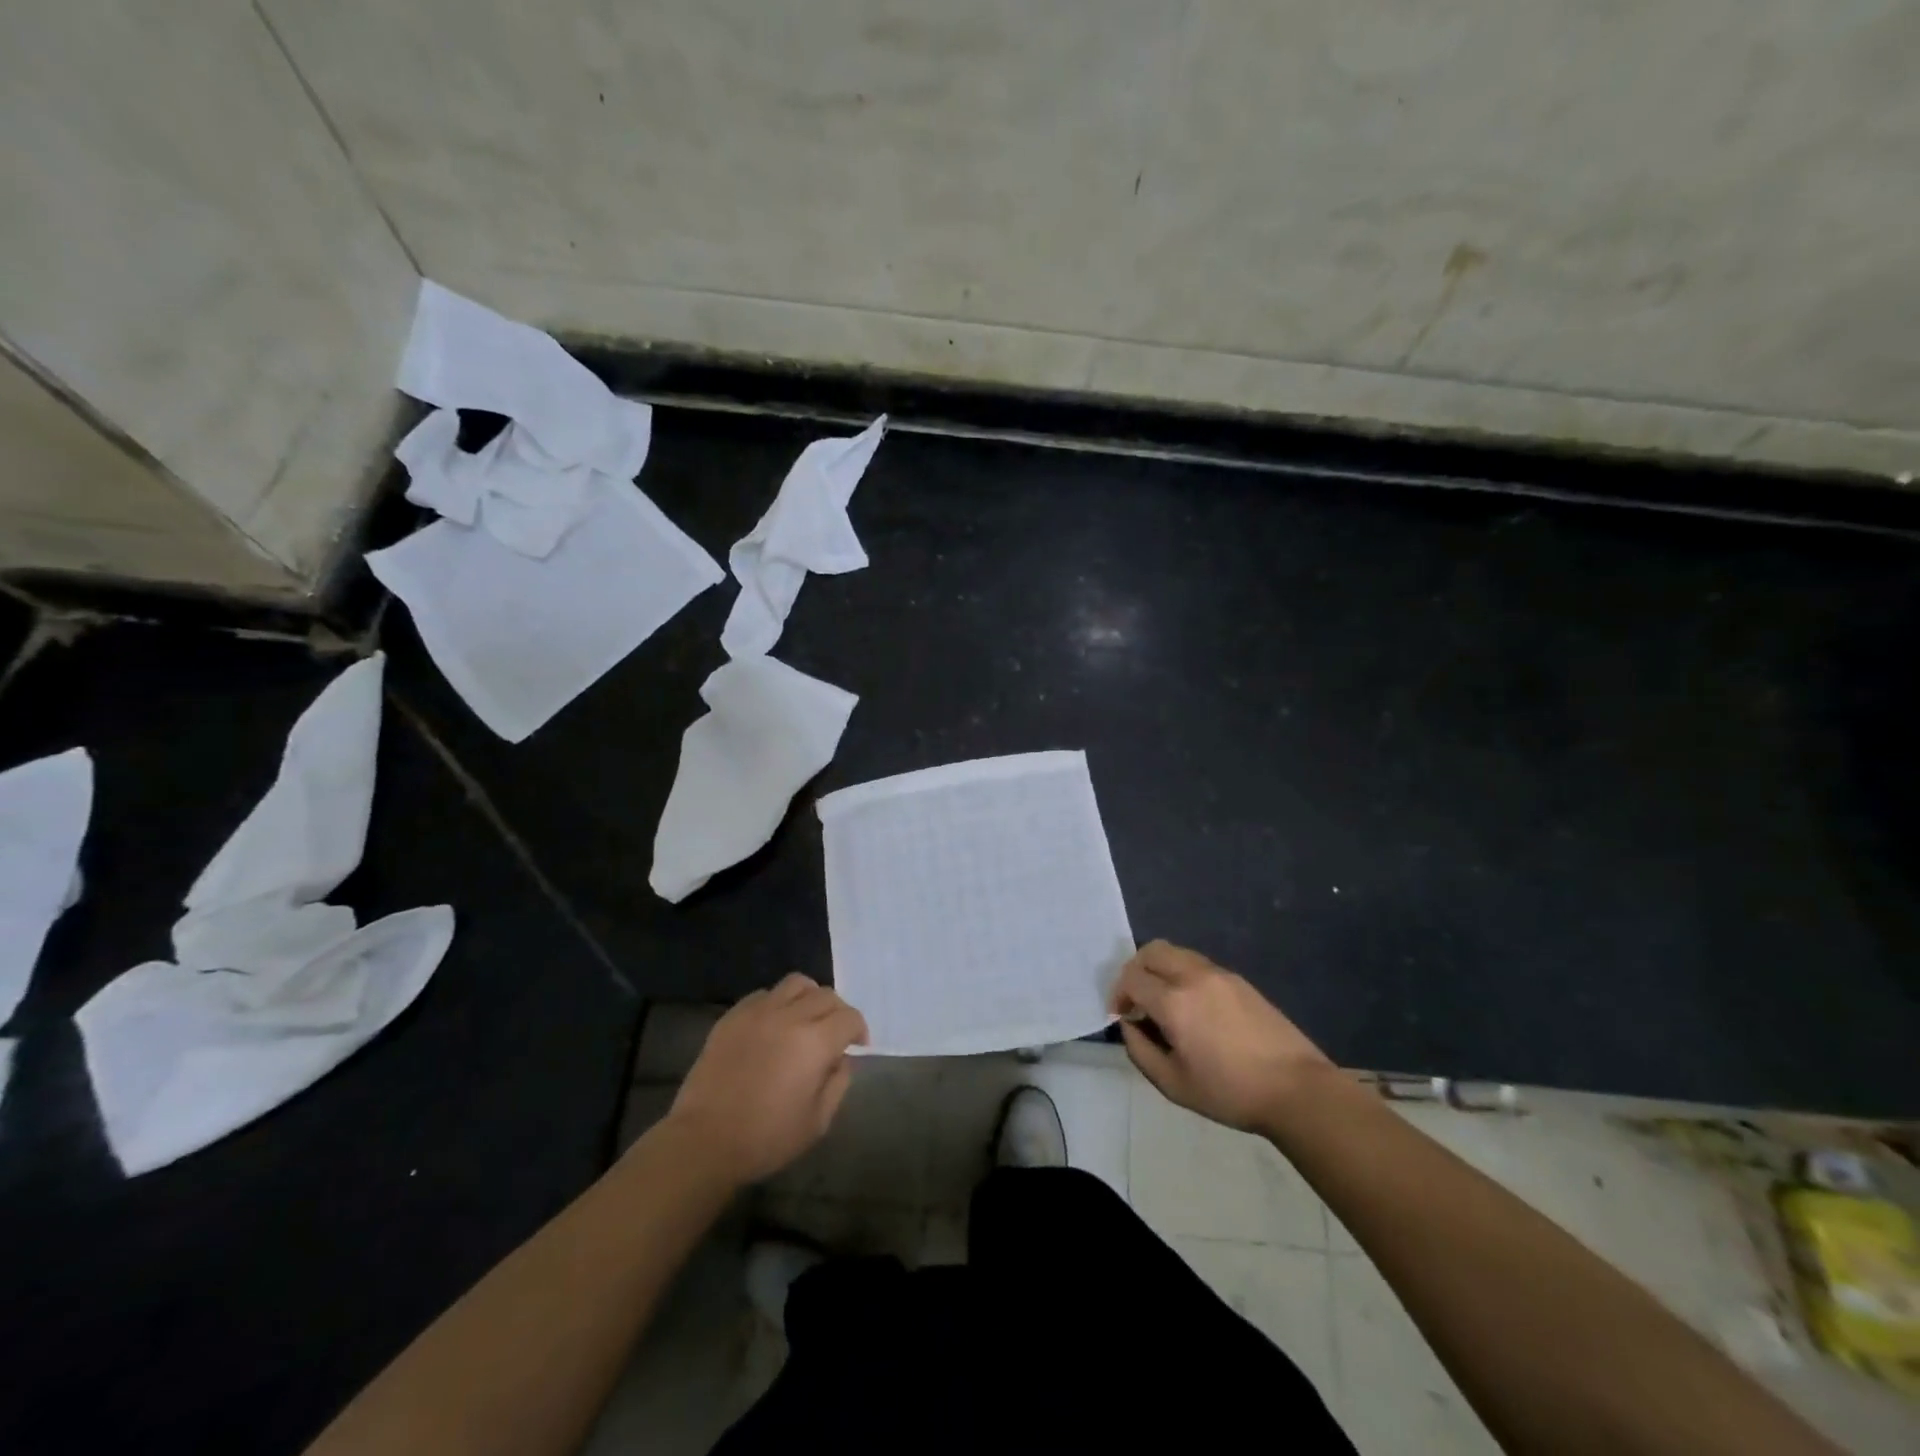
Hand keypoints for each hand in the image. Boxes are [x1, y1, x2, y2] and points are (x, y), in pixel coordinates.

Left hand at [665, 974, 868, 1184]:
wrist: (703, 1141)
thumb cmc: (765, 1138)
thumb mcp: (817, 1122)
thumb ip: (838, 1084)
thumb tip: (840, 1059)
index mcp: (815, 1042)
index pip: (849, 1017)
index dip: (859, 1029)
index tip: (857, 1045)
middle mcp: (790, 1016)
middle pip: (826, 995)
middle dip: (838, 1012)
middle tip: (834, 1034)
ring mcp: (758, 1012)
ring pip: (796, 984)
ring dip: (809, 997)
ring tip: (805, 1019)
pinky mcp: (733, 1016)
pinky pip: (764, 994)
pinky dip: (778, 1002)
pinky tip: (773, 1025)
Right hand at [1111, 940, 1335, 1133]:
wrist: (1295, 1089)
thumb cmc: (1230, 1092)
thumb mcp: (1173, 1084)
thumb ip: (1140, 1050)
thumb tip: (1129, 1026)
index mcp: (1174, 1002)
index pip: (1131, 978)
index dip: (1118, 995)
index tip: (1122, 1017)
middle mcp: (1193, 976)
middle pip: (1150, 951)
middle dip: (1135, 971)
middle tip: (1137, 1000)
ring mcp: (1219, 974)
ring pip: (1175, 952)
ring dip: (1159, 969)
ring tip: (1164, 1002)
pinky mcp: (1238, 980)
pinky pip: (1198, 964)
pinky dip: (1182, 974)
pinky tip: (1193, 1007)